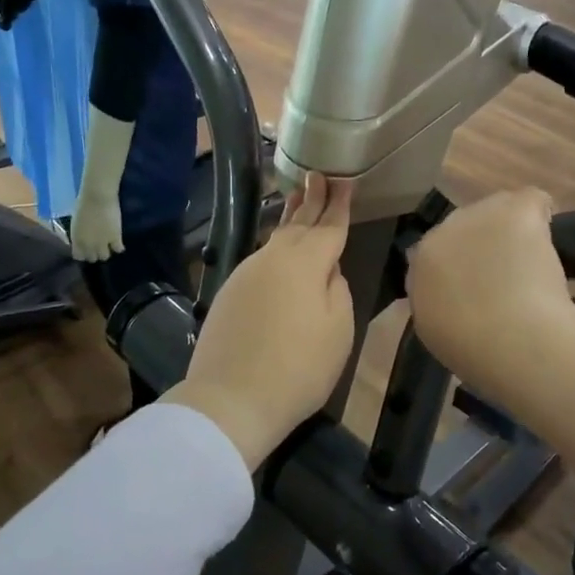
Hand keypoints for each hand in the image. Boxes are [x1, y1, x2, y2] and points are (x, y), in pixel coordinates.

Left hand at [68, 189, 122, 262]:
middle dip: (95, 254)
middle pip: (93, 259)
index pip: (79, 257)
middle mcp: (89, 245)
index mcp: (77, 240)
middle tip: (98, 247)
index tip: (86, 250)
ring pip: (105, 257)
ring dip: (106, 252)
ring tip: (109, 245)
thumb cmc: (83, 204)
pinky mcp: (116, 238)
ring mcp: (103, 243)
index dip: (83, 254)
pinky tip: (118, 243)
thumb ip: (79, 234)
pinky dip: (118, 247)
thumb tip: (82, 239)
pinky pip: (118, 249)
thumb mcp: (76, 222)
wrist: (98, 197)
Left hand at [165, 173, 354, 469]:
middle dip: (311, 198)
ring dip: (290, 219)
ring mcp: (246, 274)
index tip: (345, 179)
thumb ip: (337, 290)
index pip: (329, 225)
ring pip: (275, 239)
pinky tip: (279, 250)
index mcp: (305, 262)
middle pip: (298, 223)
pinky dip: (275, 247)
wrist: (231, 399)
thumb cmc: (299, 366)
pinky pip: (260, 259)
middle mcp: (273, 258)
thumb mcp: (338, 329)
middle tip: (318, 175)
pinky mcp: (229, 292)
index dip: (340, 203)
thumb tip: (326, 271)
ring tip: (298, 201)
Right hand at [406, 189, 574, 389]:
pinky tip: (553, 237)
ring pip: (498, 210)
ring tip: (533, 263)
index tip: (480, 285)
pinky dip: (542, 213)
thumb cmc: (474, 349)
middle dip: (485, 244)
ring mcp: (478, 215)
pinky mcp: (513, 209)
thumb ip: (438, 303)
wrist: (512, 339)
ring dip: (513, 230)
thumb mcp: (436, 332)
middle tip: (508, 276)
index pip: (439, 251)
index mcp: (420, 263)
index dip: (462, 265)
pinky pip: (531, 200)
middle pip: (466, 226)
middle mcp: (443, 231)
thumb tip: (455, 296)